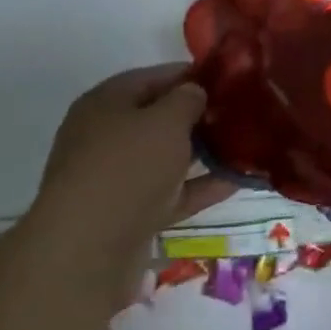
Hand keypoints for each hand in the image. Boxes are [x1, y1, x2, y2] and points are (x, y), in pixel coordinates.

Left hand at [33, 64, 234, 259]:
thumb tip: (194, 94)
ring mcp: (115, 180)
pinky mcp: (127, 217)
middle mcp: (105, 137)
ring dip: (202, 153)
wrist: (86, 255)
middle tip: (238, 112)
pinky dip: (199, 187)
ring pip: (166, 158)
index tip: (227, 78)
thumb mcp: (167, 120)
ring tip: (244, 144)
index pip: (153, 77)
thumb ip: (187, 99)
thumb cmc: (127, 167)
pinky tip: (236, 180)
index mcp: (106, 103)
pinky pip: (170, 193)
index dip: (190, 75)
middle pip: (158, 118)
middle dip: (197, 116)